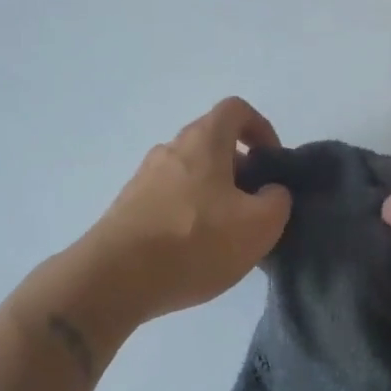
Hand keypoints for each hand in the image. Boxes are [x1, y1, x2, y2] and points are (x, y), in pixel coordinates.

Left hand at [77, 97, 292, 324]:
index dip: (261, 128)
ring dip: (214, 194)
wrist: (113, 280)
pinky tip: (194, 252)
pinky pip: (169, 200)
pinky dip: (188, 215)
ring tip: (226, 236)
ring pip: (190, 174)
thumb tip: (271, 192)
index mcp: (204, 141)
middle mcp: (170, 149)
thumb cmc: (194, 242)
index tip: (272, 162)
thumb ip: (277, 201)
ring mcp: (144, 178)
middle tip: (254, 206)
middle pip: (212, 143)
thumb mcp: (260, 226)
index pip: (236, 110)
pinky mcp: (128, 208)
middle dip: (240, 169)